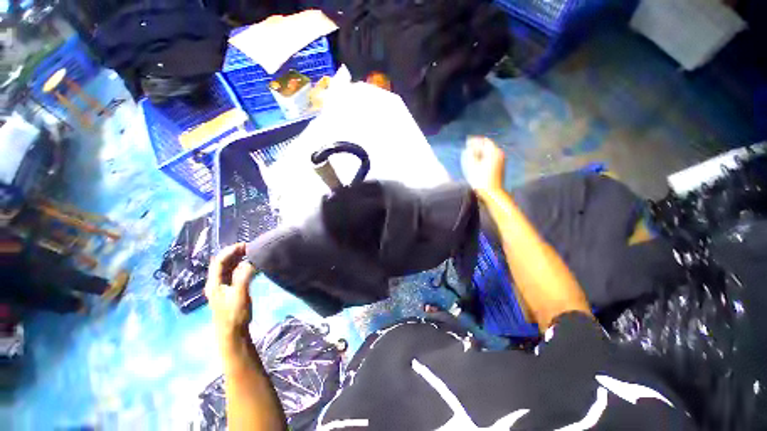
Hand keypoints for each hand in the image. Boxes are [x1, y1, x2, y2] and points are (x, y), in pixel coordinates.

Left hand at [205, 244, 255, 342]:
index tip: (244, 245)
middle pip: (222, 264)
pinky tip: (249, 266)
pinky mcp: (229, 292)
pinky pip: (233, 275)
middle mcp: (216, 284)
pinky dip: (241, 267)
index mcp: (214, 284)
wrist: (232, 333)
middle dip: (234, 254)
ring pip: (228, 269)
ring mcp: (222, 288)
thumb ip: (244, 277)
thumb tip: (251, 262)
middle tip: (249, 248)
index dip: (230, 251)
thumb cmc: (234, 314)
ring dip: (237, 260)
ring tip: (250, 254)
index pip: (219, 262)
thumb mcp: (240, 294)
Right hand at [461, 136, 505, 195]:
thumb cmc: (481, 180)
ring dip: (480, 152)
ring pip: (489, 152)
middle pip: (487, 146)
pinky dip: (483, 157)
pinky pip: (490, 158)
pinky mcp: (499, 167)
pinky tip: (476, 161)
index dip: (475, 140)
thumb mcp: (473, 166)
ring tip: (470, 154)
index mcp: (494, 152)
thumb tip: (468, 148)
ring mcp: (500, 161)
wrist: (492, 193)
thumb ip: (470, 155)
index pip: (484, 141)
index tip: (467, 141)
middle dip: (477, 146)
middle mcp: (499, 154)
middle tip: (467, 148)